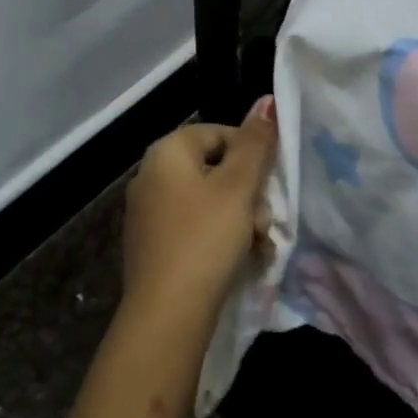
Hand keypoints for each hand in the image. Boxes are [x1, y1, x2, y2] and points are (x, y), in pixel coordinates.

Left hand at [121, 97, 276, 331]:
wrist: (165, 316)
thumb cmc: (205, 239)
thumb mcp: (237, 187)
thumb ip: (255, 143)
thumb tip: (266, 100)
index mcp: (166, 151)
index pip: (219, 134)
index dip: (251, 155)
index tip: (270, 186)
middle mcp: (150, 175)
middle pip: (214, 169)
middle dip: (247, 194)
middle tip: (264, 223)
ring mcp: (147, 212)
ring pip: (207, 202)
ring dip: (238, 220)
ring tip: (257, 247)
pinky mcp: (151, 246)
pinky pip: (192, 228)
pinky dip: (217, 239)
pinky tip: (237, 262)